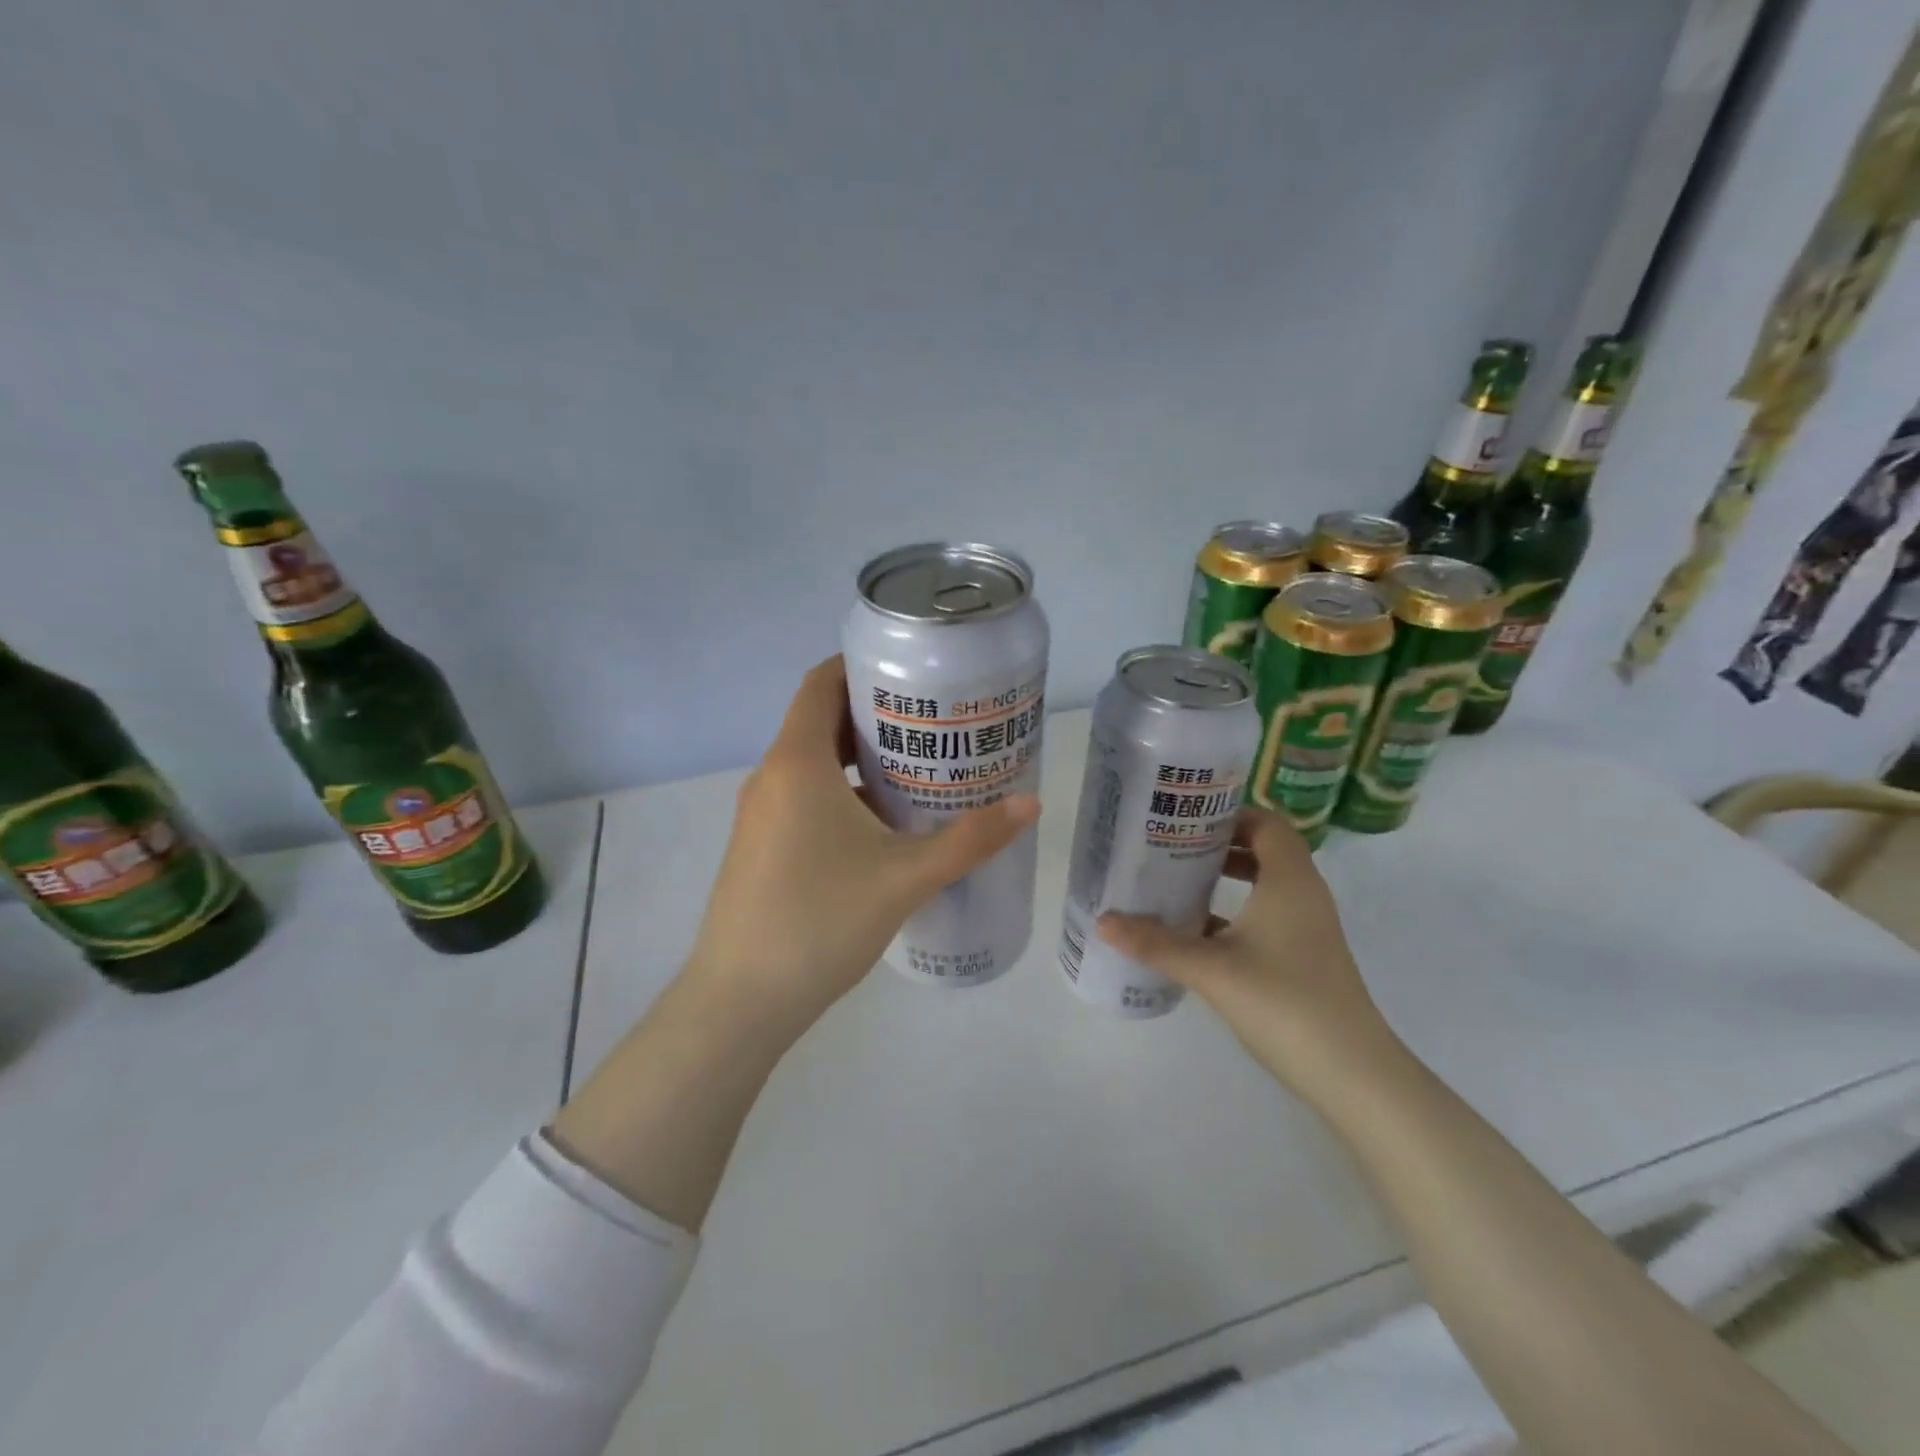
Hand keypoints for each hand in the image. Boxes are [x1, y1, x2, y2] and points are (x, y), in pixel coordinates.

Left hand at [685, 656, 1039, 1029]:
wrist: (740, 1001)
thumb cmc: (820, 921)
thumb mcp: (905, 877)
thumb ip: (970, 839)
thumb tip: (1030, 804)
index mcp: (797, 762)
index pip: (822, 682)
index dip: (863, 666)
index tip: (913, 672)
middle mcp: (772, 776)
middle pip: (822, 720)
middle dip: (875, 715)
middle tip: (934, 722)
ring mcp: (761, 814)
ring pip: (813, 764)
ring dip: (860, 759)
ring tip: (920, 768)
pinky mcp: (761, 846)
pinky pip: (804, 797)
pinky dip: (843, 793)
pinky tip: (885, 825)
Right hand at [1096, 809, 1400, 1102]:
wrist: (1352, 1073)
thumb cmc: (1285, 1002)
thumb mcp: (1212, 969)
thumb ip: (1156, 943)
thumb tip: (1103, 922)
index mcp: (1289, 880)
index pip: (1265, 822)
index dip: (1227, 814)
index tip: (1184, 820)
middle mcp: (1303, 895)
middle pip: (1262, 850)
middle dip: (1217, 845)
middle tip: (1170, 846)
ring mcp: (1306, 928)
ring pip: (1263, 885)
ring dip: (1224, 879)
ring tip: (1176, 882)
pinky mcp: (1302, 957)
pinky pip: (1264, 916)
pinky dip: (1232, 912)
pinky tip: (1194, 932)